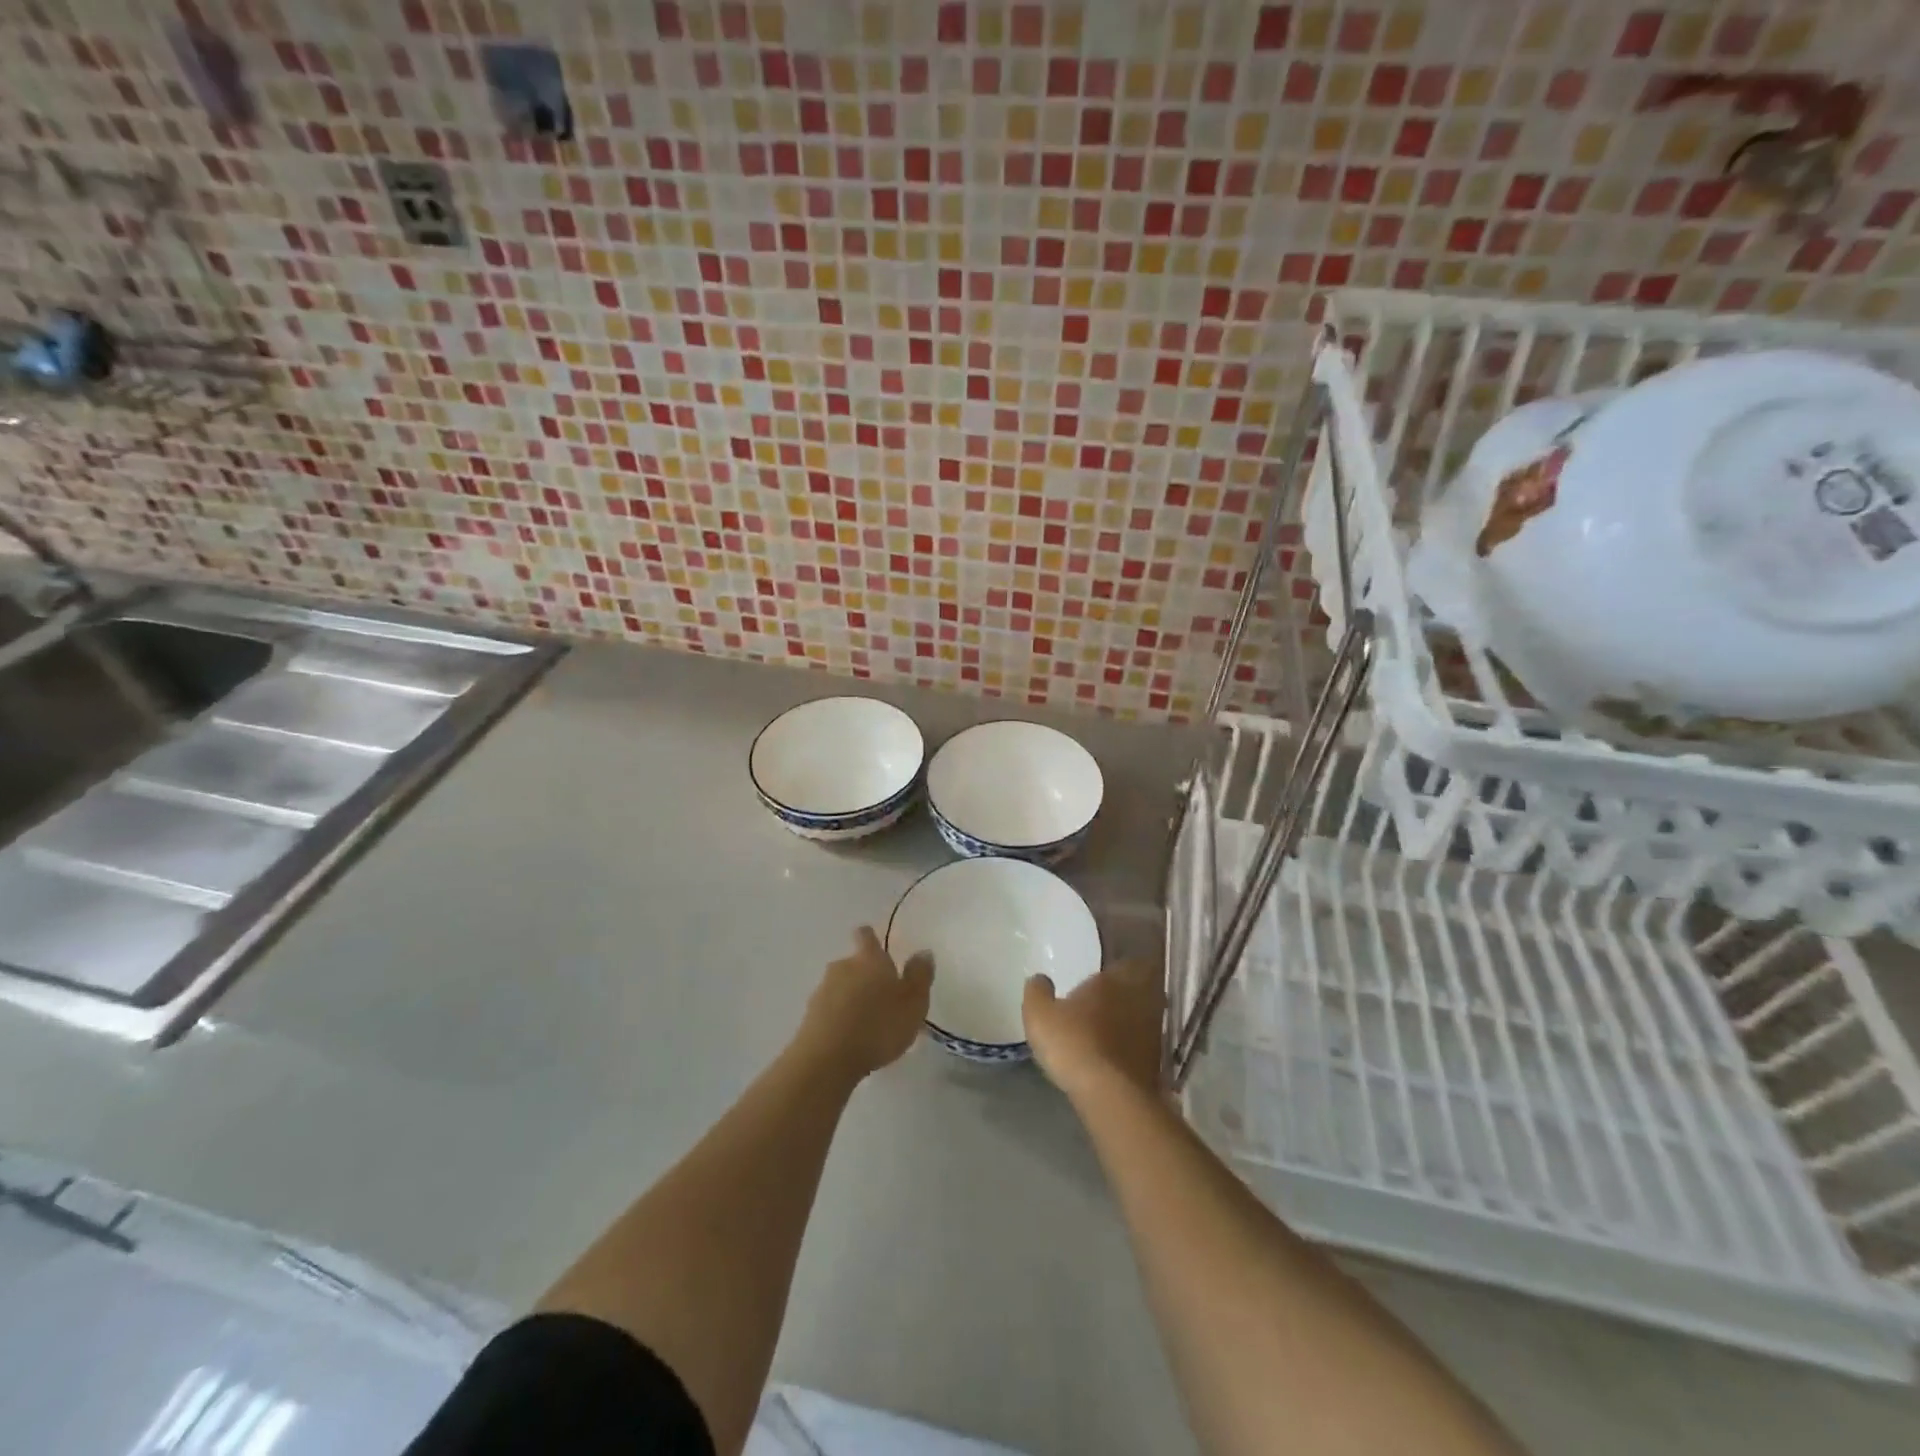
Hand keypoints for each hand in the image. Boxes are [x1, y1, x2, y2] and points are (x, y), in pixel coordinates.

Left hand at [795, 927, 933, 1081]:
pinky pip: (829, 1009)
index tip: (877, 948)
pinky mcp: (809, 1016)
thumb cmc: (878, 1026)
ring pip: (840, 987)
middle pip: (853, 963)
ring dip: (852, 998)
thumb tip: (923, 951)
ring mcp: (822, 991)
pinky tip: (850, 1038)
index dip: (871, 939)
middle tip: (882, 997)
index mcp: (869, 959)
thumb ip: (920, 976)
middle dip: (865, 975)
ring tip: (867, 1022)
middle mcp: (842, 967)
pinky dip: (839, 1017)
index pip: (866, 936)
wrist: (827, 1059)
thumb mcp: (913, 1003)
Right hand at [1024, 960, 1164, 1103]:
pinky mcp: (1156, 1063)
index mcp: (1114, 981)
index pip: (1127, 963)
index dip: (1118, 969)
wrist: (1110, 1095)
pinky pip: (1144, 1047)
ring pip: (1144, 1018)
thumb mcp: (1040, 1015)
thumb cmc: (1073, 1043)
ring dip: (1130, 1022)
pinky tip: (1115, 1058)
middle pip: (1140, 990)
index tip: (1106, 975)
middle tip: (1106, 1002)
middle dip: (1126, 994)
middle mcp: (1139, 1000)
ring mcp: (1152, 1032)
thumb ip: (1038, 992)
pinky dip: (1133, 1048)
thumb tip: (1039, 979)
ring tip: (1109, 1031)